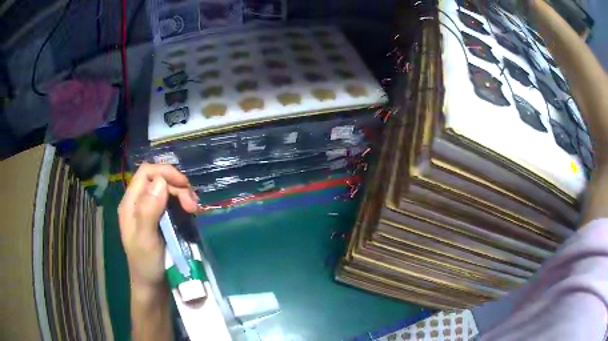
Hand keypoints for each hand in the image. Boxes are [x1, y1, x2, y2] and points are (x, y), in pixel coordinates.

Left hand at [118, 163, 198, 291]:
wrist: (153, 287)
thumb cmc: (146, 265)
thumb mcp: (145, 240)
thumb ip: (148, 211)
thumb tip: (160, 182)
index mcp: (130, 204)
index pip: (146, 173)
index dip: (165, 173)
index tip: (184, 186)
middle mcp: (139, 203)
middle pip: (159, 180)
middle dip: (178, 187)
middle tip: (193, 207)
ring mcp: (150, 211)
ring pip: (168, 190)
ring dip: (183, 195)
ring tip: (194, 210)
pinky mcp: (160, 220)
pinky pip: (173, 204)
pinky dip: (183, 204)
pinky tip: (190, 214)